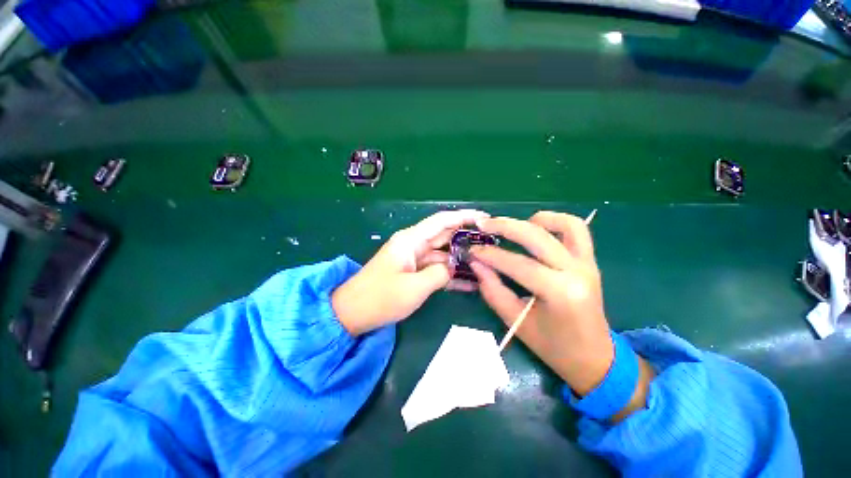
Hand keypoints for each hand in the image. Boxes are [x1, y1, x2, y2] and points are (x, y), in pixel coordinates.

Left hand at [332, 209, 489, 335]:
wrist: (352, 313)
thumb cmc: (380, 298)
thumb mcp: (414, 287)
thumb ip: (440, 273)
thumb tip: (453, 267)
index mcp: (411, 240)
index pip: (442, 221)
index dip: (464, 216)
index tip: (484, 219)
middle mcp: (414, 245)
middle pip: (445, 235)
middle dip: (467, 238)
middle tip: (491, 243)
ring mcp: (414, 259)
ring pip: (443, 254)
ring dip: (461, 259)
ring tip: (486, 264)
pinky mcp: (414, 272)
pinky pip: (436, 269)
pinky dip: (450, 274)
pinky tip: (470, 283)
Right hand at [468, 211, 615, 395]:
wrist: (594, 357)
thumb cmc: (553, 346)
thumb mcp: (516, 322)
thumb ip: (492, 289)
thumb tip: (476, 263)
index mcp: (560, 293)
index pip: (518, 264)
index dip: (490, 255)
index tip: (471, 251)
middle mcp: (577, 272)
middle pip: (537, 236)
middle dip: (505, 226)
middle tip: (483, 224)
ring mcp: (587, 263)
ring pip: (564, 224)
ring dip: (534, 219)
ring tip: (512, 225)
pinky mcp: (590, 260)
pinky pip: (577, 230)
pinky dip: (555, 222)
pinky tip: (536, 228)